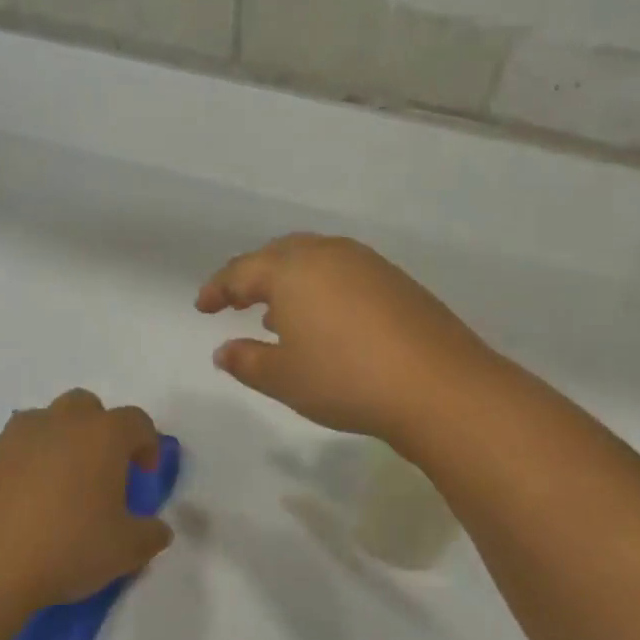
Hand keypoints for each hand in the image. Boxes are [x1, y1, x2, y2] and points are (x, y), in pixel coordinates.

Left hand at [0, 390, 173, 609]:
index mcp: (103, 434)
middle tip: (104, 472)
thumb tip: (157, 529)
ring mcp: (17, 436)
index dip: (147, 444)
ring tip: (64, 489)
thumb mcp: (125, 551)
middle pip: (88, 408)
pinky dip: (30, 465)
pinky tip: (29, 505)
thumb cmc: (66, 546)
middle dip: (101, 431)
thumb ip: (150, 536)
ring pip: (49, 423)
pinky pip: (18, 449)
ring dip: (63, 443)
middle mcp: (61, 422)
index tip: (145, 474)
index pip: (137, 421)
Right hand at [196, 234, 496, 447]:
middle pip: (278, 255)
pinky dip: (322, 289)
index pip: (241, 271)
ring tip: (277, 313)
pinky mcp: (396, 281)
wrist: (437, 385)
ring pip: (315, 261)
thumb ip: (246, 360)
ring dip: (290, 282)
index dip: (217, 289)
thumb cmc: (344, 379)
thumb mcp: (283, 378)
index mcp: (292, 269)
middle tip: (237, 300)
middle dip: (253, 276)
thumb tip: (223, 350)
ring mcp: (367, 264)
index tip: (202, 306)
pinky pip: (343, 273)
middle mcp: (328, 254)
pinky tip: (325, 320)